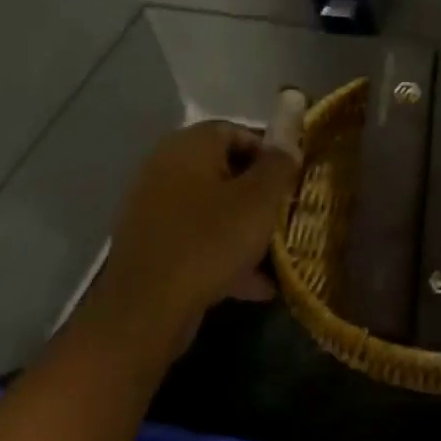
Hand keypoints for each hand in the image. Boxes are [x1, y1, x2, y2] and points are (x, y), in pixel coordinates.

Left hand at [89, 122, 298, 343]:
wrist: (146, 309)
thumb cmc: (209, 242)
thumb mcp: (259, 200)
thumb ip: (279, 163)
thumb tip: (290, 130)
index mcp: (188, 146)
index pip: (238, 130)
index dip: (271, 152)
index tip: (294, 180)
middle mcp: (164, 168)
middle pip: (225, 170)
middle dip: (260, 194)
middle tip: (286, 215)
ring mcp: (152, 208)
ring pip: (213, 208)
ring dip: (245, 227)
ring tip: (275, 254)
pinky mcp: (151, 245)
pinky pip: (197, 238)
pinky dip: (224, 253)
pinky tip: (255, 285)